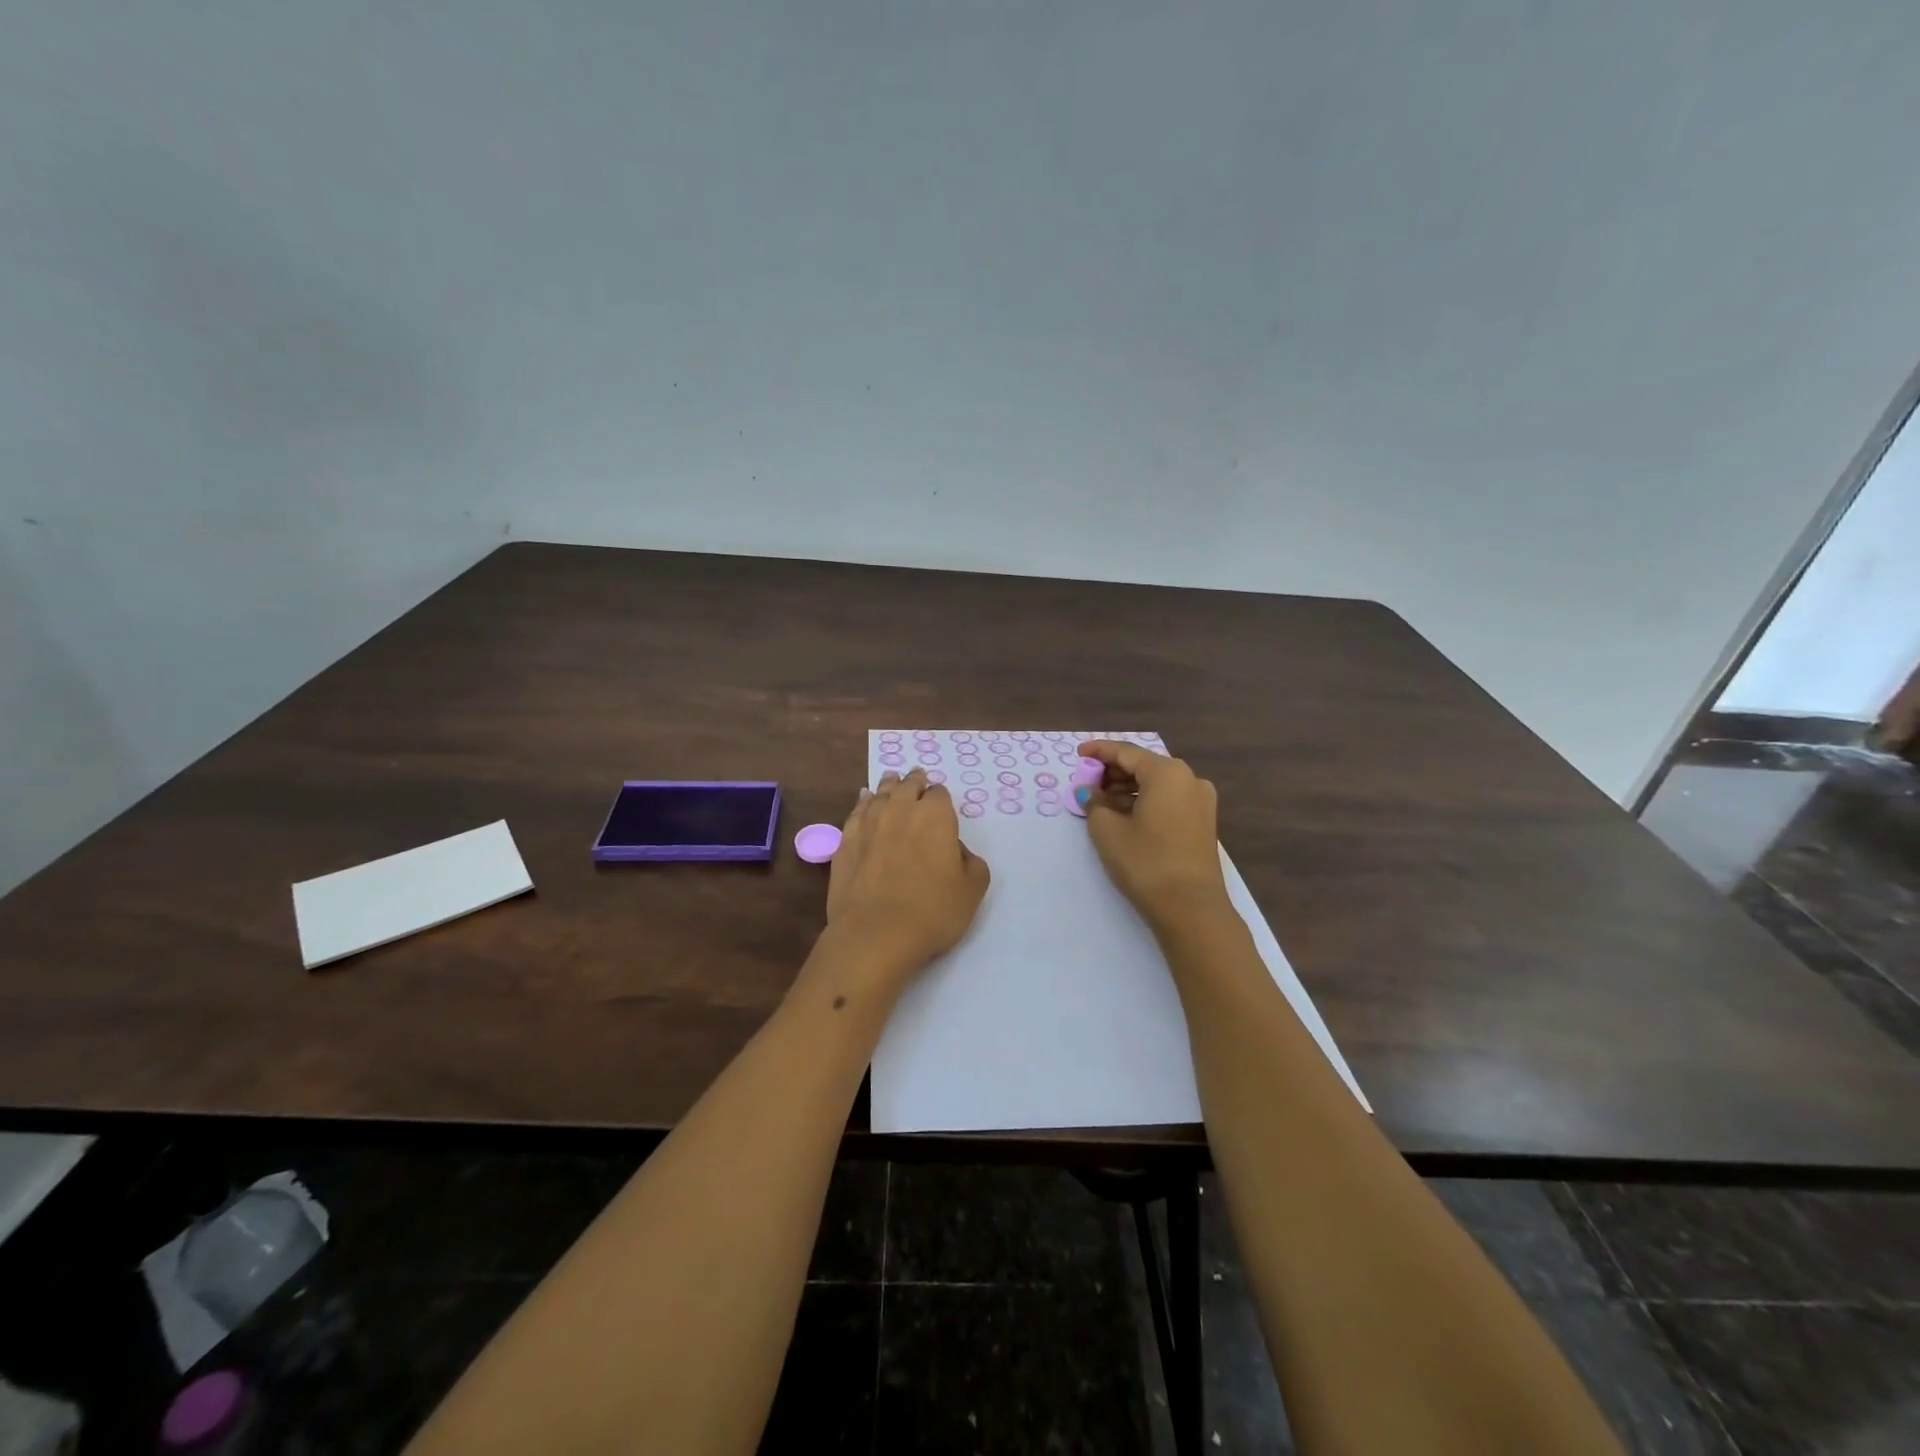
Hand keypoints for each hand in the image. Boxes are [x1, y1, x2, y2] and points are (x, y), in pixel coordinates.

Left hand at [826, 767, 990, 981]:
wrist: (876, 932)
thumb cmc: (932, 911)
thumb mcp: (972, 890)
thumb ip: (971, 862)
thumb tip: (955, 850)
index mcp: (935, 816)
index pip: (939, 794)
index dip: (941, 799)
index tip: (940, 804)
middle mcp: (901, 809)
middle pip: (908, 786)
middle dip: (915, 782)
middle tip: (917, 779)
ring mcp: (868, 823)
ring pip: (880, 793)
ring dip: (889, 786)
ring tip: (892, 780)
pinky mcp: (845, 841)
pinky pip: (856, 811)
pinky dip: (863, 802)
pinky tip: (864, 800)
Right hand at [1077, 740, 1230, 931]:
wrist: (1191, 908)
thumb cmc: (1145, 862)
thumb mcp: (1107, 830)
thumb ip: (1094, 803)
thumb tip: (1090, 792)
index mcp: (1167, 772)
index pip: (1126, 752)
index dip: (1099, 751)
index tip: (1078, 753)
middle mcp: (1189, 778)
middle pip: (1144, 765)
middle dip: (1113, 771)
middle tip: (1087, 781)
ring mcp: (1201, 801)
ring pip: (1157, 784)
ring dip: (1128, 788)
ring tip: (1101, 801)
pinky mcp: (1203, 822)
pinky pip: (1169, 800)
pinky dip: (1145, 801)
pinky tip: (1125, 815)